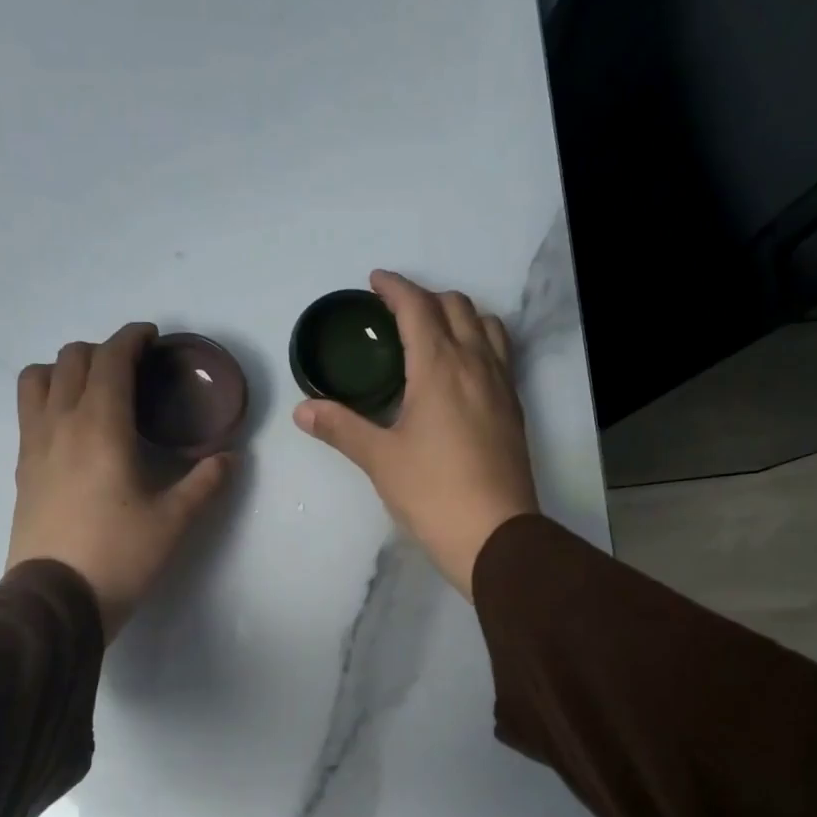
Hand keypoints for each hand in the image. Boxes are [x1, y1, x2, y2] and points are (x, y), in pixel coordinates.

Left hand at [7, 323, 231, 640]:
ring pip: (38, 378)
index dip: (131, 338)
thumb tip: (231, 458)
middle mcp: (61, 422)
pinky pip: (28, 410)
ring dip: (65, 369)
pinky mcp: (21, 468)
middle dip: (103, 351)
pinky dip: (49, 397)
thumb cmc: (120, 555)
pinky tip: (73, 426)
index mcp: (101, 426)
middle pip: (72, 359)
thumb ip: (206, 483)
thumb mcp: (174, 521)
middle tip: (132, 370)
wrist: (56, 598)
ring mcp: (34, 444)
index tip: (151, 337)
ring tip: (92, 389)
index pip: (111, 359)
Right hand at [293, 271, 538, 600]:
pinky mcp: (513, 409)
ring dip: (459, 316)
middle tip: (395, 314)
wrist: (495, 535)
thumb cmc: (433, 493)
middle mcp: (476, 364)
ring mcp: (501, 385)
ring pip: (486, 326)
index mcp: (440, 367)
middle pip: (456, 307)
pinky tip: (460, 371)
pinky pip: (499, 354)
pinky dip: (478, 342)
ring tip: (433, 334)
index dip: (395, 288)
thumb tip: (303, 410)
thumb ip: (341, 428)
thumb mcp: (380, 460)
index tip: (375, 282)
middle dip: (425, 299)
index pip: (418, 308)